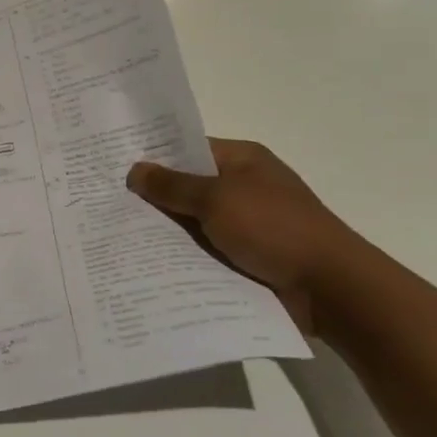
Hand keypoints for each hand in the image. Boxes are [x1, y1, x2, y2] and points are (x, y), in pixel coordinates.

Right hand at [126, 139, 364, 326]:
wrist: (330, 288)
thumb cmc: (274, 228)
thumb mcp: (216, 199)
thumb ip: (172, 186)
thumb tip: (135, 170)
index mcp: (242, 160)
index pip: (188, 148)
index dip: (153, 156)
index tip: (114, 165)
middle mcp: (244, 186)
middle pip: (188, 186)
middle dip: (153, 196)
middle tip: (105, 202)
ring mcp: (246, 223)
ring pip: (193, 221)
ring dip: (166, 230)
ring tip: (117, 234)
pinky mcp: (247, 256)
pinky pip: (205, 250)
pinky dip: (183, 255)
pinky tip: (148, 262)